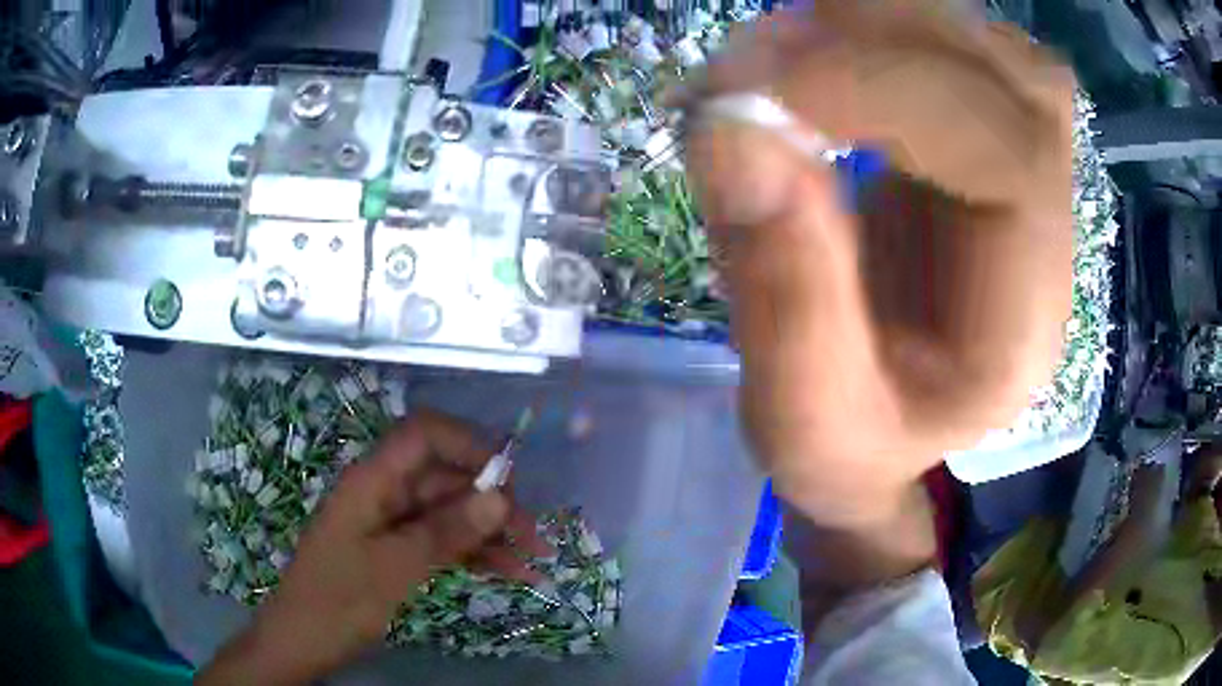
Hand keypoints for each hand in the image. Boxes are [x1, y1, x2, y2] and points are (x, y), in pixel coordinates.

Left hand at [198, 410, 549, 685]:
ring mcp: (392, 523)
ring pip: (450, 513)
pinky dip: (474, 555)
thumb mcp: (394, 568)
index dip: (468, 444)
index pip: (424, 435)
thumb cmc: (338, 601)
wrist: (302, 641)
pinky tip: (509, 573)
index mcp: (373, 481)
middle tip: (535, 537)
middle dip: (493, 502)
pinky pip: (442, 541)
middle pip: (446, 478)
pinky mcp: (397, 550)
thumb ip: (445, 531)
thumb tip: (499, 497)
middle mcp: (385, 493)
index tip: (511, 479)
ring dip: (491, 533)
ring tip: (533, 561)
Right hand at [684, 2, 1074, 525]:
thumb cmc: (848, 451)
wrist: (883, 440)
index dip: (886, 93)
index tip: (755, 88)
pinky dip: (894, 33)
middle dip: (887, 40)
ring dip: (890, 25)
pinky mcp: (992, 155)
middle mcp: (1048, 239)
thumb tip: (731, 127)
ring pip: (999, 54)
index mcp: (1021, 323)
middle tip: (763, 55)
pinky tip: (829, 55)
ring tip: (789, 49)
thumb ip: (781, 289)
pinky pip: (969, 57)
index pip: (1006, 159)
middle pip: (1016, 84)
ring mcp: (1029, 187)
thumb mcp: (802, 418)